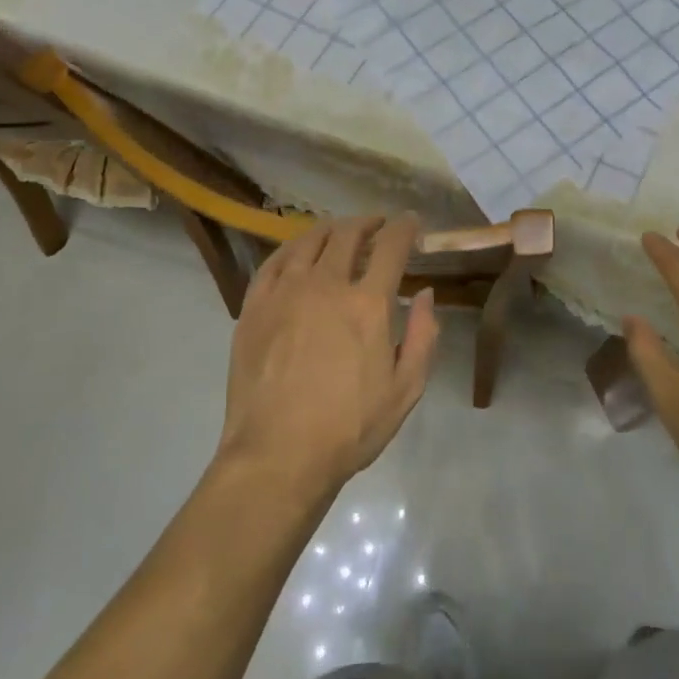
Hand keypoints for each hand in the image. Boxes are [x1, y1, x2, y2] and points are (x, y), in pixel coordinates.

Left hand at [216, 215, 439, 500]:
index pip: (391, 246)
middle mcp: (326, 285)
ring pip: (309, 240)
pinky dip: (292, 247)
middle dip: (368, 222)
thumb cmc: (349, 428)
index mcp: (367, 304)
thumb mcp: (405, 389)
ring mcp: (284, 292)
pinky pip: (274, 261)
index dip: (405, 227)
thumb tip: (424, 293)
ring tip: (340, 231)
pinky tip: (298, 252)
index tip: (411, 222)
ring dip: (331, 229)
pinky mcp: (254, 306)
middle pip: (348, 234)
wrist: (277, 455)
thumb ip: (423, 336)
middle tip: (377, 226)